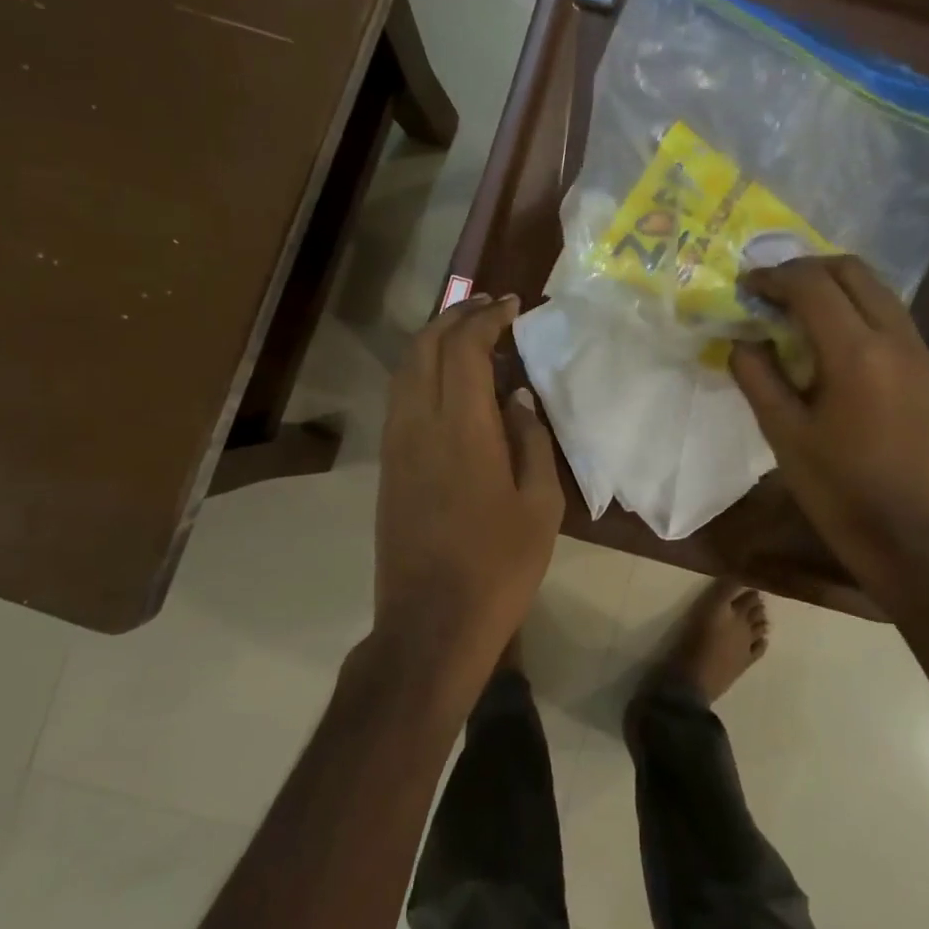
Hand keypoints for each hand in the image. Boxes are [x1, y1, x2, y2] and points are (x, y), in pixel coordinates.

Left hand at [375, 293, 563, 682]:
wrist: (430, 623)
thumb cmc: (499, 567)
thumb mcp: (540, 506)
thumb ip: (530, 441)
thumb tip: (517, 397)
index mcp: (463, 430)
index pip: (464, 348)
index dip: (486, 318)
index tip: (512, 305)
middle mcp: (420, 424)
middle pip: (425, 347)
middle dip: (455, 316)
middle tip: (489, 308)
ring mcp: (396, 444)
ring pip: (405, 368)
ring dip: (434, 340)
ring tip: (468, 334)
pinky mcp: (387, 464)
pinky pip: (400, 396)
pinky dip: (422, 369)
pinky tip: (448, 380)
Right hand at [729, 256, 928, 579]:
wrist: (903, 532)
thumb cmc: (833, 486)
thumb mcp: (781, 431)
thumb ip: (757, 374)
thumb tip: (743, 339)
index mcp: (855, 354)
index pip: (813, 286)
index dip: (775, 276)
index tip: (749, 285)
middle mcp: (896, 340)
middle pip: (854, 271)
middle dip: (809, 269)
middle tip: (776, 289)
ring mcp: (922, 356)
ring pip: (880, 292)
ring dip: (838, 288)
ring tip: (803, 310)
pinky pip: (895, 323)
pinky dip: (861, 314)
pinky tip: (838, 345)